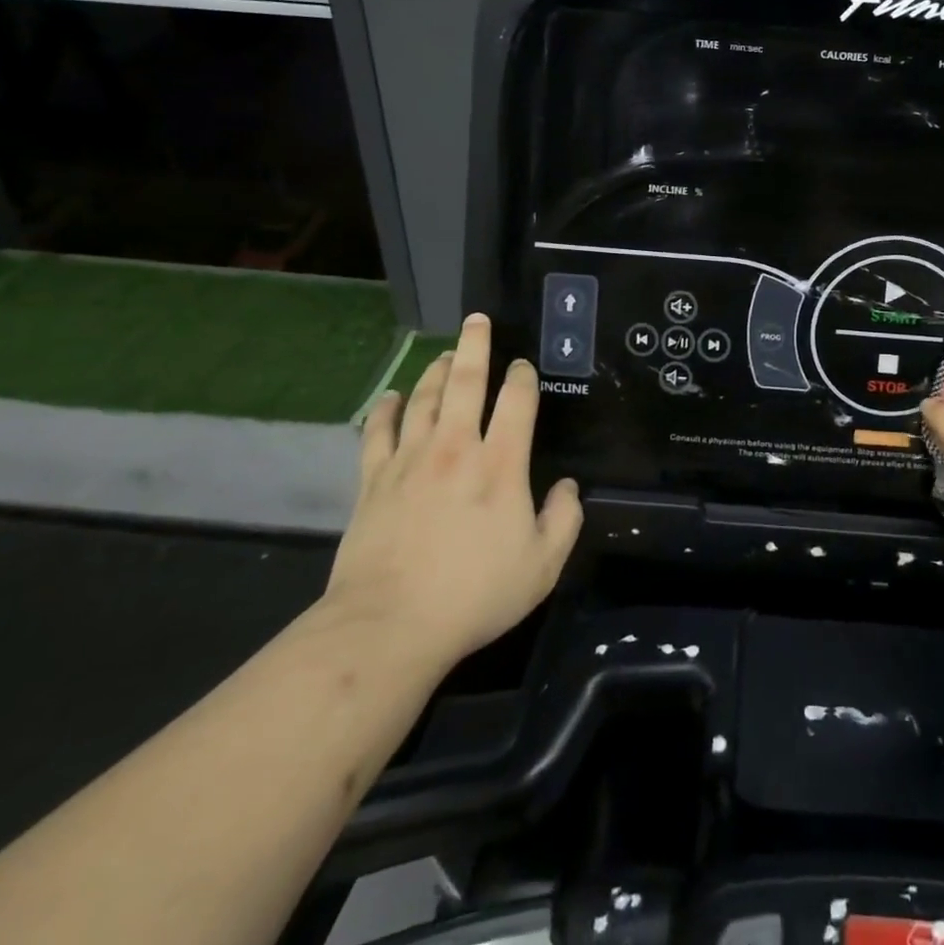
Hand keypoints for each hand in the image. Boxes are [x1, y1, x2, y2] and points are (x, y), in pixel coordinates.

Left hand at [323, 314, 583, 672]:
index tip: (524, 367)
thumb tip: (569, 486)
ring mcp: (410, 460)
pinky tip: (392, 397)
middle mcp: (456, 447)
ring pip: (424, 399)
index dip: (523, 376)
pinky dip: (386, 410)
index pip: (517, 401)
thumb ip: (565, 519)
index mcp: (501, 463)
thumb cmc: (475, 594)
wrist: (389, 625)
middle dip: (475, 346)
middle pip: (465, 381)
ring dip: (435, 371)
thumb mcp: (542, 566)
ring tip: (444, 353)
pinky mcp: (373, 480)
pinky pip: (379, 432)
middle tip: (477, 319)